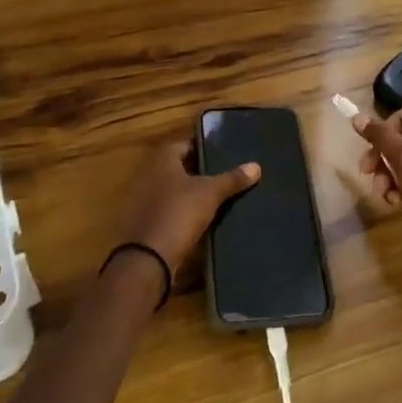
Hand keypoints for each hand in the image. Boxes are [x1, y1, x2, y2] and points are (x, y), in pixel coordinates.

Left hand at [117, 145, 259, 273]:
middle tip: (228, 171)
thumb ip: (232, 179)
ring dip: (192, 191)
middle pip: (180, 165)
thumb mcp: (210, 194)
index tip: (226, 151)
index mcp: (162, 158)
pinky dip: (183, 209)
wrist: (147, 259)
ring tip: (220, 193)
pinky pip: (169, 207)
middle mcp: (149, 172)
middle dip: (201, 169)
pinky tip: (203, 215)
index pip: (187, 143)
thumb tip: (257, 166)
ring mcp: (144, 197)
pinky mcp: (145, 220)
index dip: (206, 146)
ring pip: (174, 188)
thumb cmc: (178, 213)